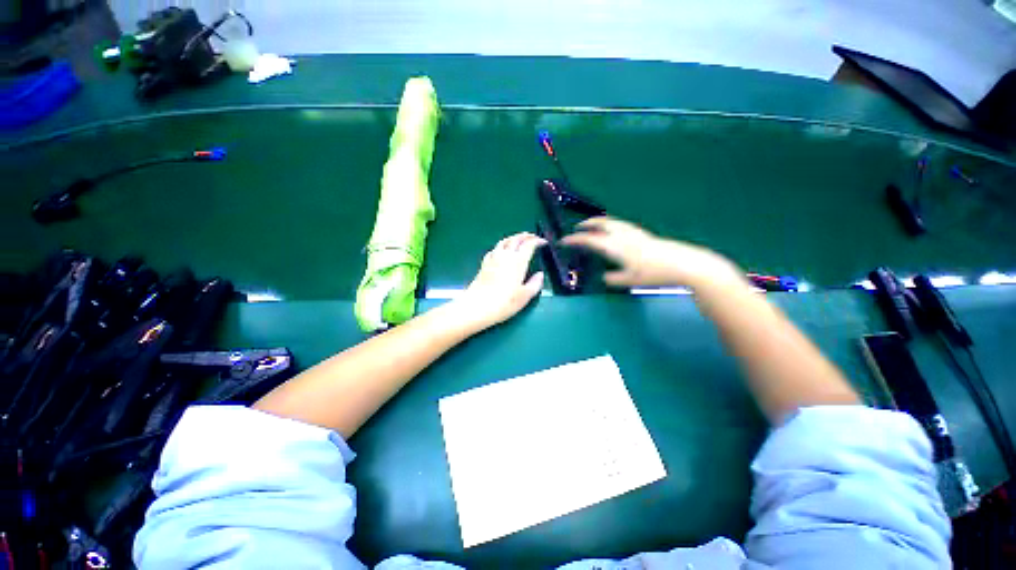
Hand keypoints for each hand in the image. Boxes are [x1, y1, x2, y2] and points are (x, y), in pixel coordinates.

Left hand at [455, 233, 545, 327]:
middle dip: (525, 236)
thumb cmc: (504, 303)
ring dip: (512, 238)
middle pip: (515, 239)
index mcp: (518, 262)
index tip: (543, 242)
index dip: (537, 241)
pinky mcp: (484, 265)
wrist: (477, 307)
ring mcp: (493, 259)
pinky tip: (501, 251)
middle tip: (532, 236)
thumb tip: (540, 274)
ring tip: (518, 239)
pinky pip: (494, 250)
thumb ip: (535, 284)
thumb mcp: (525, 296)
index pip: (529, 245)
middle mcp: (505, 256)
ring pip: (503, 242)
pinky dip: (500, 246)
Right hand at [560, 217, 742, 289]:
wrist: (684, 263)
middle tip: (577, 228)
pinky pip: (620, 224)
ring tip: (592, 226)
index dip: (575, 240)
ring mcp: (634, 232)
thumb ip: (613, 279)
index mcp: (616, 246)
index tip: (564, 241)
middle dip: (587, 225)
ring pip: (612, 222)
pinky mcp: (643, 233)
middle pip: (601, 224)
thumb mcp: (631, 281)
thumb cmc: (655, 274)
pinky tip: (613, 231)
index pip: (590, 240)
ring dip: (598, 222)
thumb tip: (604, 277)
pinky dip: (610, 224)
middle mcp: (623, 235)